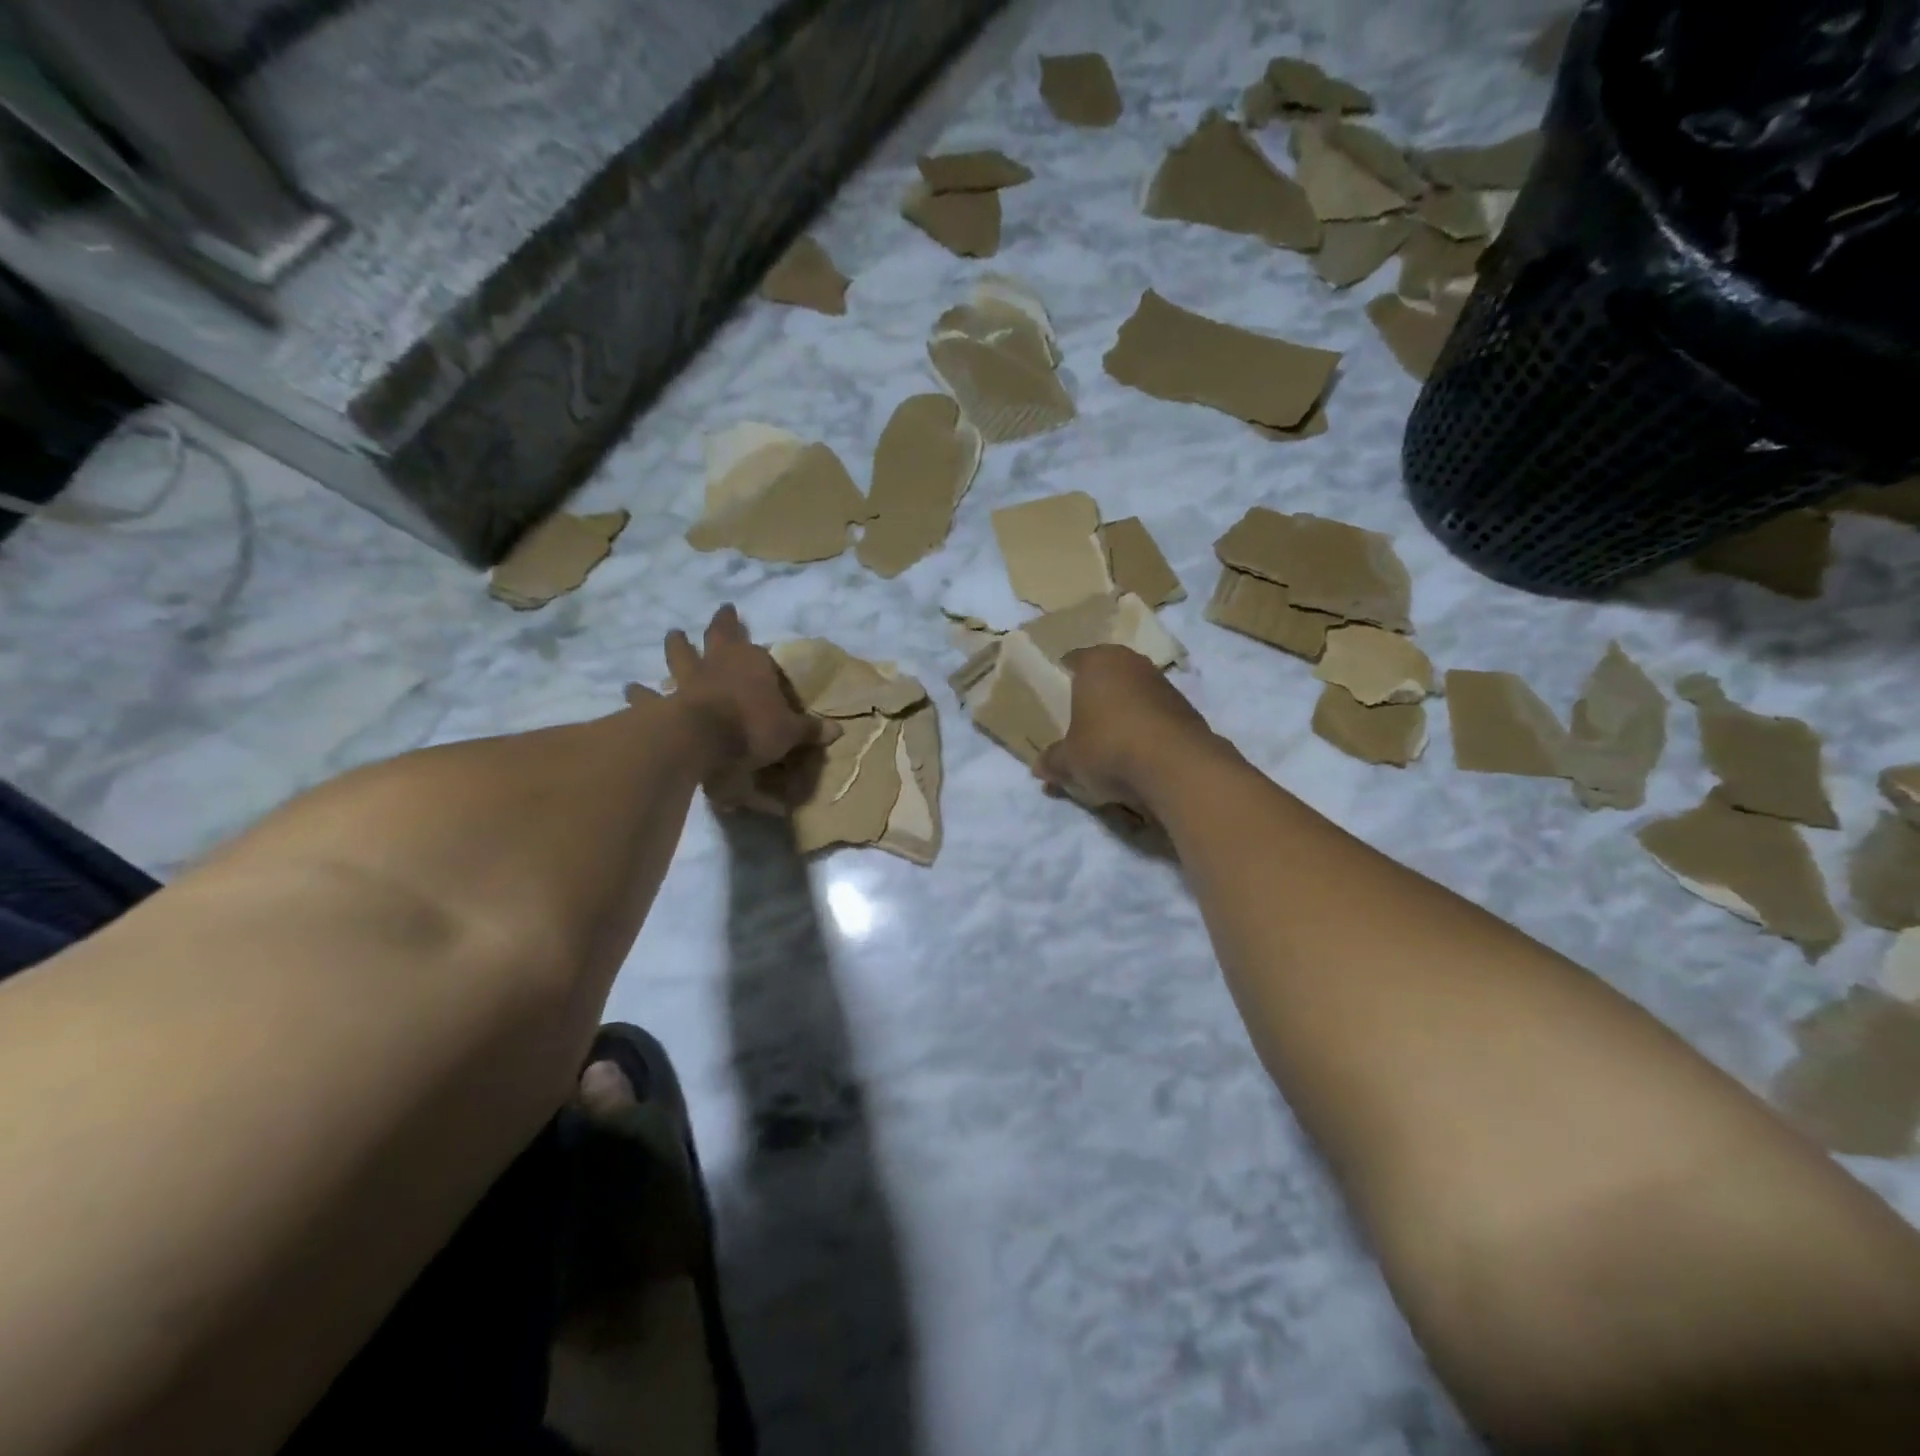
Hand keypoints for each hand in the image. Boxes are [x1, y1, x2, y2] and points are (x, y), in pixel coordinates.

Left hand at [630, 606, 833, 811]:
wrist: (706, 739)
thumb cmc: (754, 727)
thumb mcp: (790, 731)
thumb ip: (809, 730)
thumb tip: (837, 732)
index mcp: (750, 663)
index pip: (747, 641)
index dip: (738, 627)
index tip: (733, 613)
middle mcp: (717, 664)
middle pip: (711, 638)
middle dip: (713, 628)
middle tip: (711, 616)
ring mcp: (687, 683)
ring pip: (678, 658)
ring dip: (675, 648)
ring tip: (672, 636)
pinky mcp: (665, 705)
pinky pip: (650, 697)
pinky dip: (640, 695)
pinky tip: (629, 690)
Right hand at [1035, 645, 1216, 812]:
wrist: (1176, 766)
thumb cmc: (1108, 748)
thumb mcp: (1069, 761)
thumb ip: (1053, 761)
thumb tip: (1039, 767)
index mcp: (1097, 662)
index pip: (1073, 660)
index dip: (1062, 678)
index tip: (1056, 698)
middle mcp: (1131, 662)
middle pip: (1106, 675)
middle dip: (1095, 695)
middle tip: (1080, 721)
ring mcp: (1162, 682)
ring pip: (1133, 693)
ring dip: (1123, 712)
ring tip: (1110, 742)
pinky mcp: (1186, 707)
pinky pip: (1155, 714)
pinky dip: (1145, 728)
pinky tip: (1138, 754)